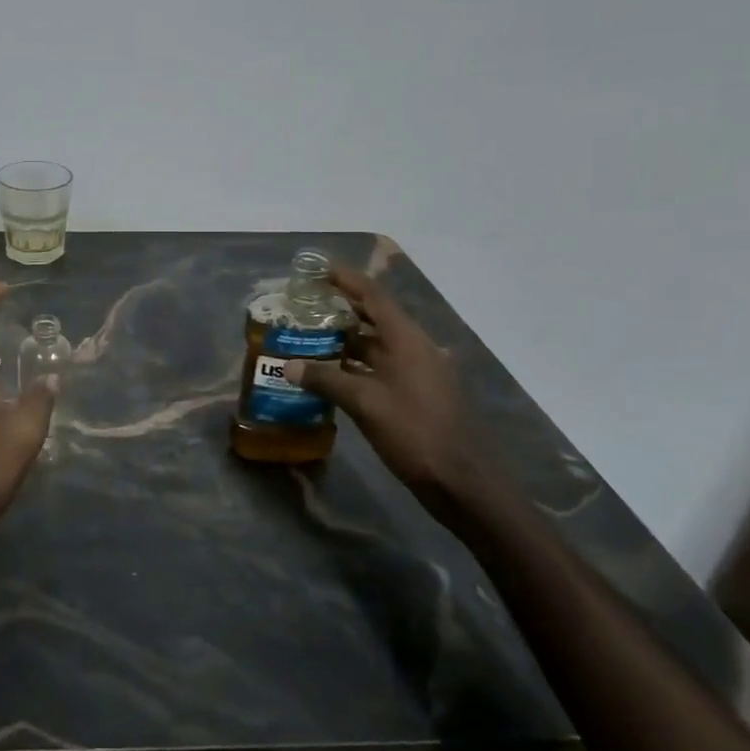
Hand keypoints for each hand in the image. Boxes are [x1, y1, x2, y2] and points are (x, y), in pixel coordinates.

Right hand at [286, 265, 476, 497]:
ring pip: (376, 345)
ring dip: (346, 339)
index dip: (345, 279)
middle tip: (305, 305)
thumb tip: (288, 365)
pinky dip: (355, 365)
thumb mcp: (365, 403)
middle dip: (341, 308)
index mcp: (407, 340)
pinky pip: (380, 368)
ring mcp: (417, 373)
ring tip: (309, 336)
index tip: (317, 269)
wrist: (461, 482)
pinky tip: (330, 374)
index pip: (373, 296)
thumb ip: (326, 380)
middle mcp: (414, 348)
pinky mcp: (415, 395)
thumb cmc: (415, 433)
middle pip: (374, 317)